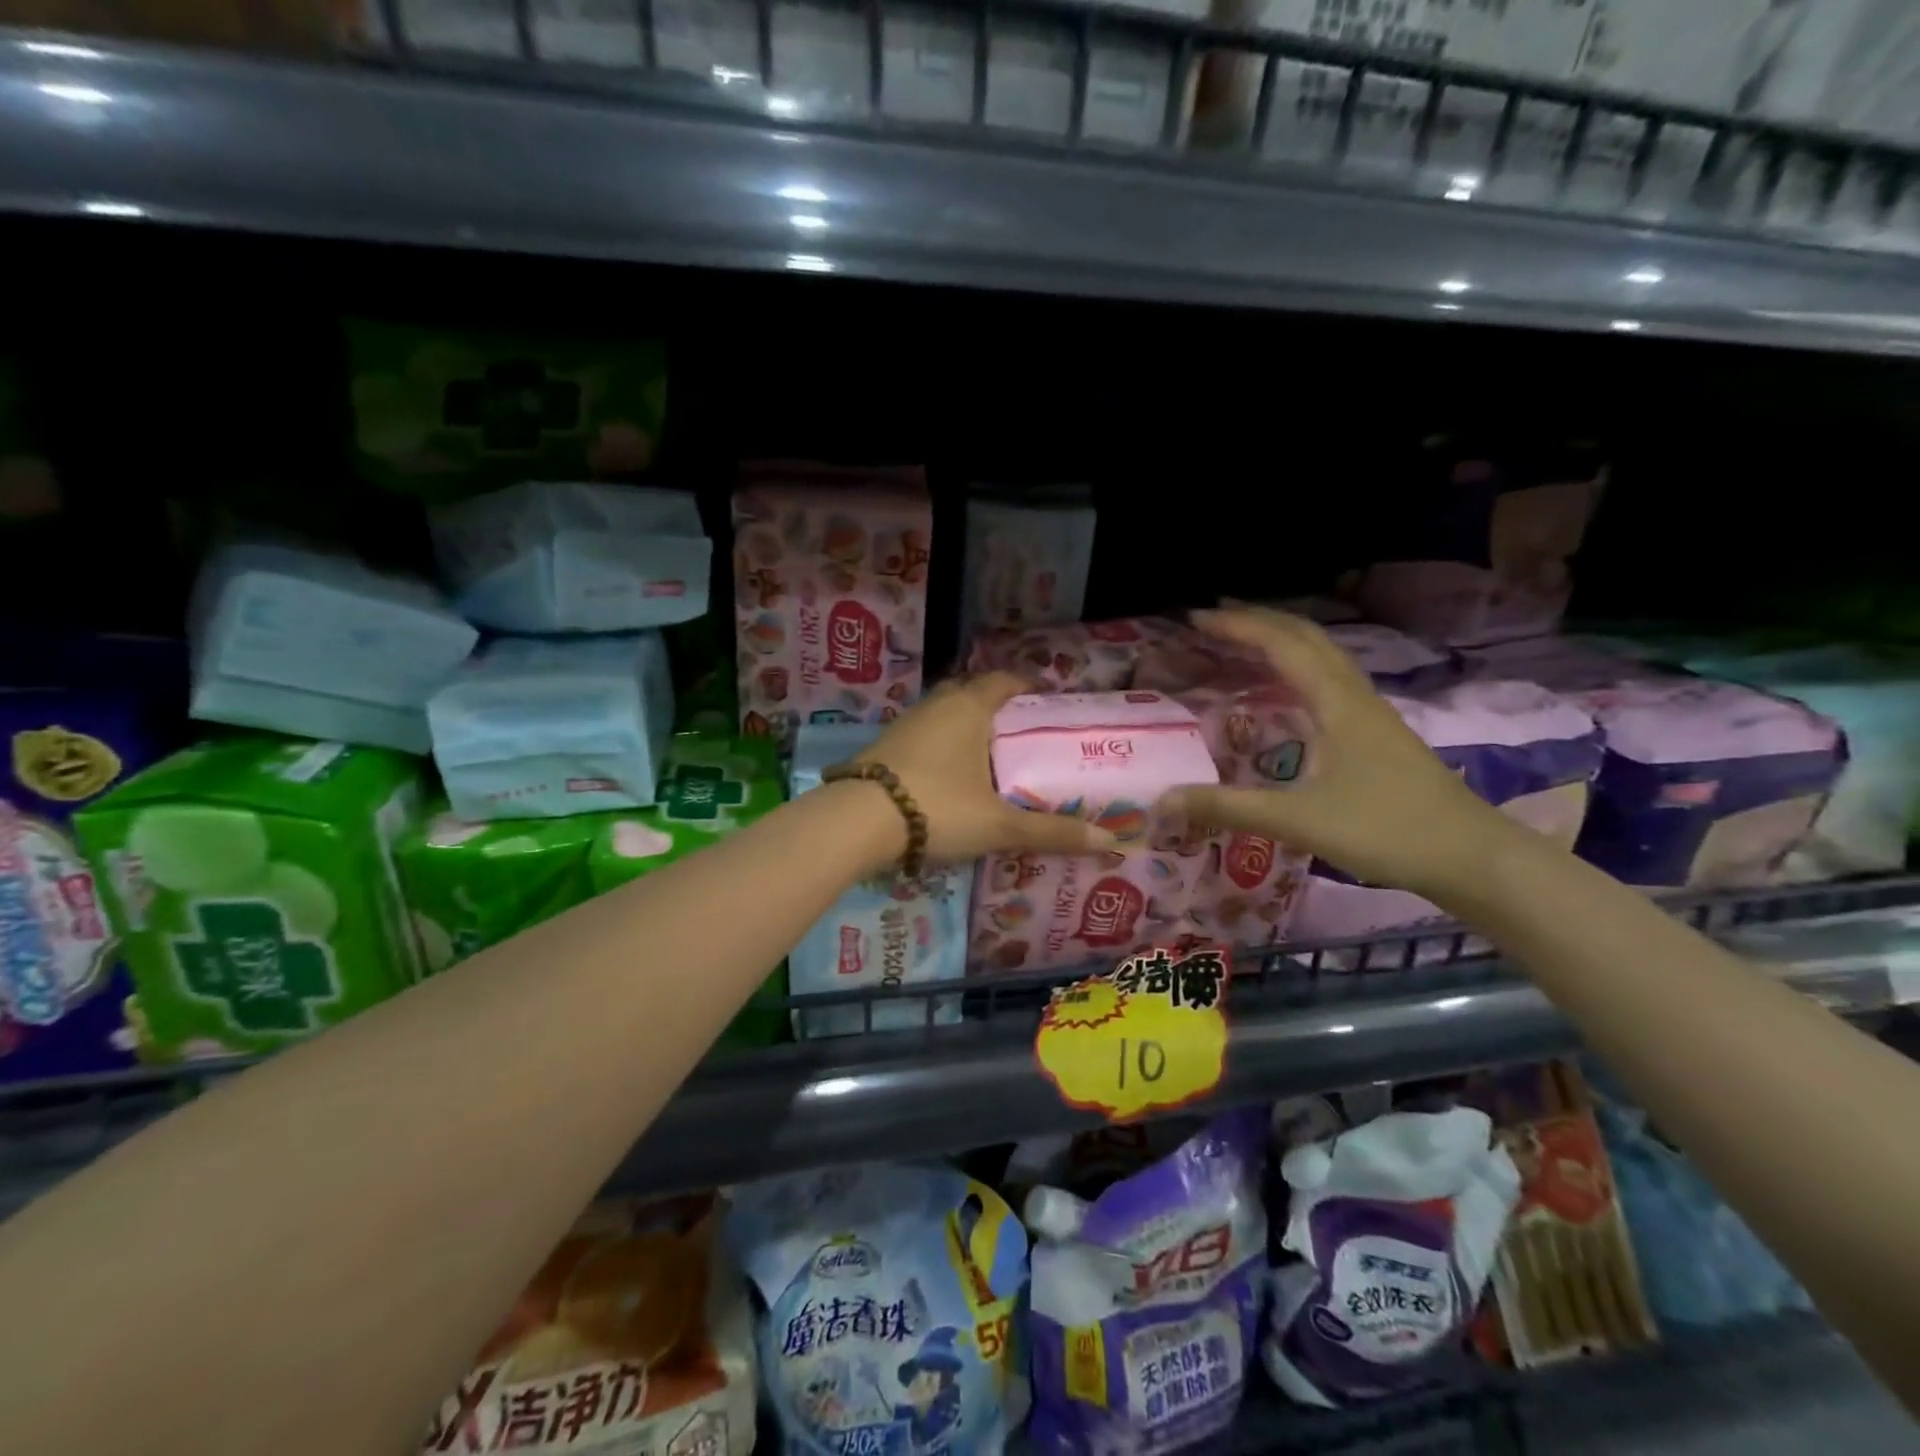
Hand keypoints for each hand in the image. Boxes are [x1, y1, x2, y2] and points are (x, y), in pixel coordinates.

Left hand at [857, 673, 1121, 865]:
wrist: (857, 821)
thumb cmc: (938, 808)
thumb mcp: (999, 825)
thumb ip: (1051, 832)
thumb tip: (1110, 843)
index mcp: (968, 707)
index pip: (1003, 681)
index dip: (1025, 687)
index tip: (1044, 701)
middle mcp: (936, 705)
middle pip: (971, 693)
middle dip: (995, 708)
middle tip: (1019, 734)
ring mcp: (905, 724)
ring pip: (943, 715)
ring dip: (964, 727)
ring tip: (987, 757)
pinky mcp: (884, 747)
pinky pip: (923, 736)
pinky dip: (940, 747)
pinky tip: (947, 776)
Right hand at [1157, 608, 1516, 901]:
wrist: (1473, 857)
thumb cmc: (1386, 831)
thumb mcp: (1298, 821)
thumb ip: (1227, 808)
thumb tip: (1162, 800)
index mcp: (1337, 702)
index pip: (1282, 645)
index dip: (1237, 626)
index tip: (1195, 619)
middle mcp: (1354, 695)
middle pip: (1305, 637)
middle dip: (1257, 620)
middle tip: (1211, 618)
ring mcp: (1370, 712)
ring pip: (1322, 655)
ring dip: (1280, 639)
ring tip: (1241, 640)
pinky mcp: (1377, 732)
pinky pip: (1330, 679)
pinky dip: (1298, 666)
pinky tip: (1285, 689)